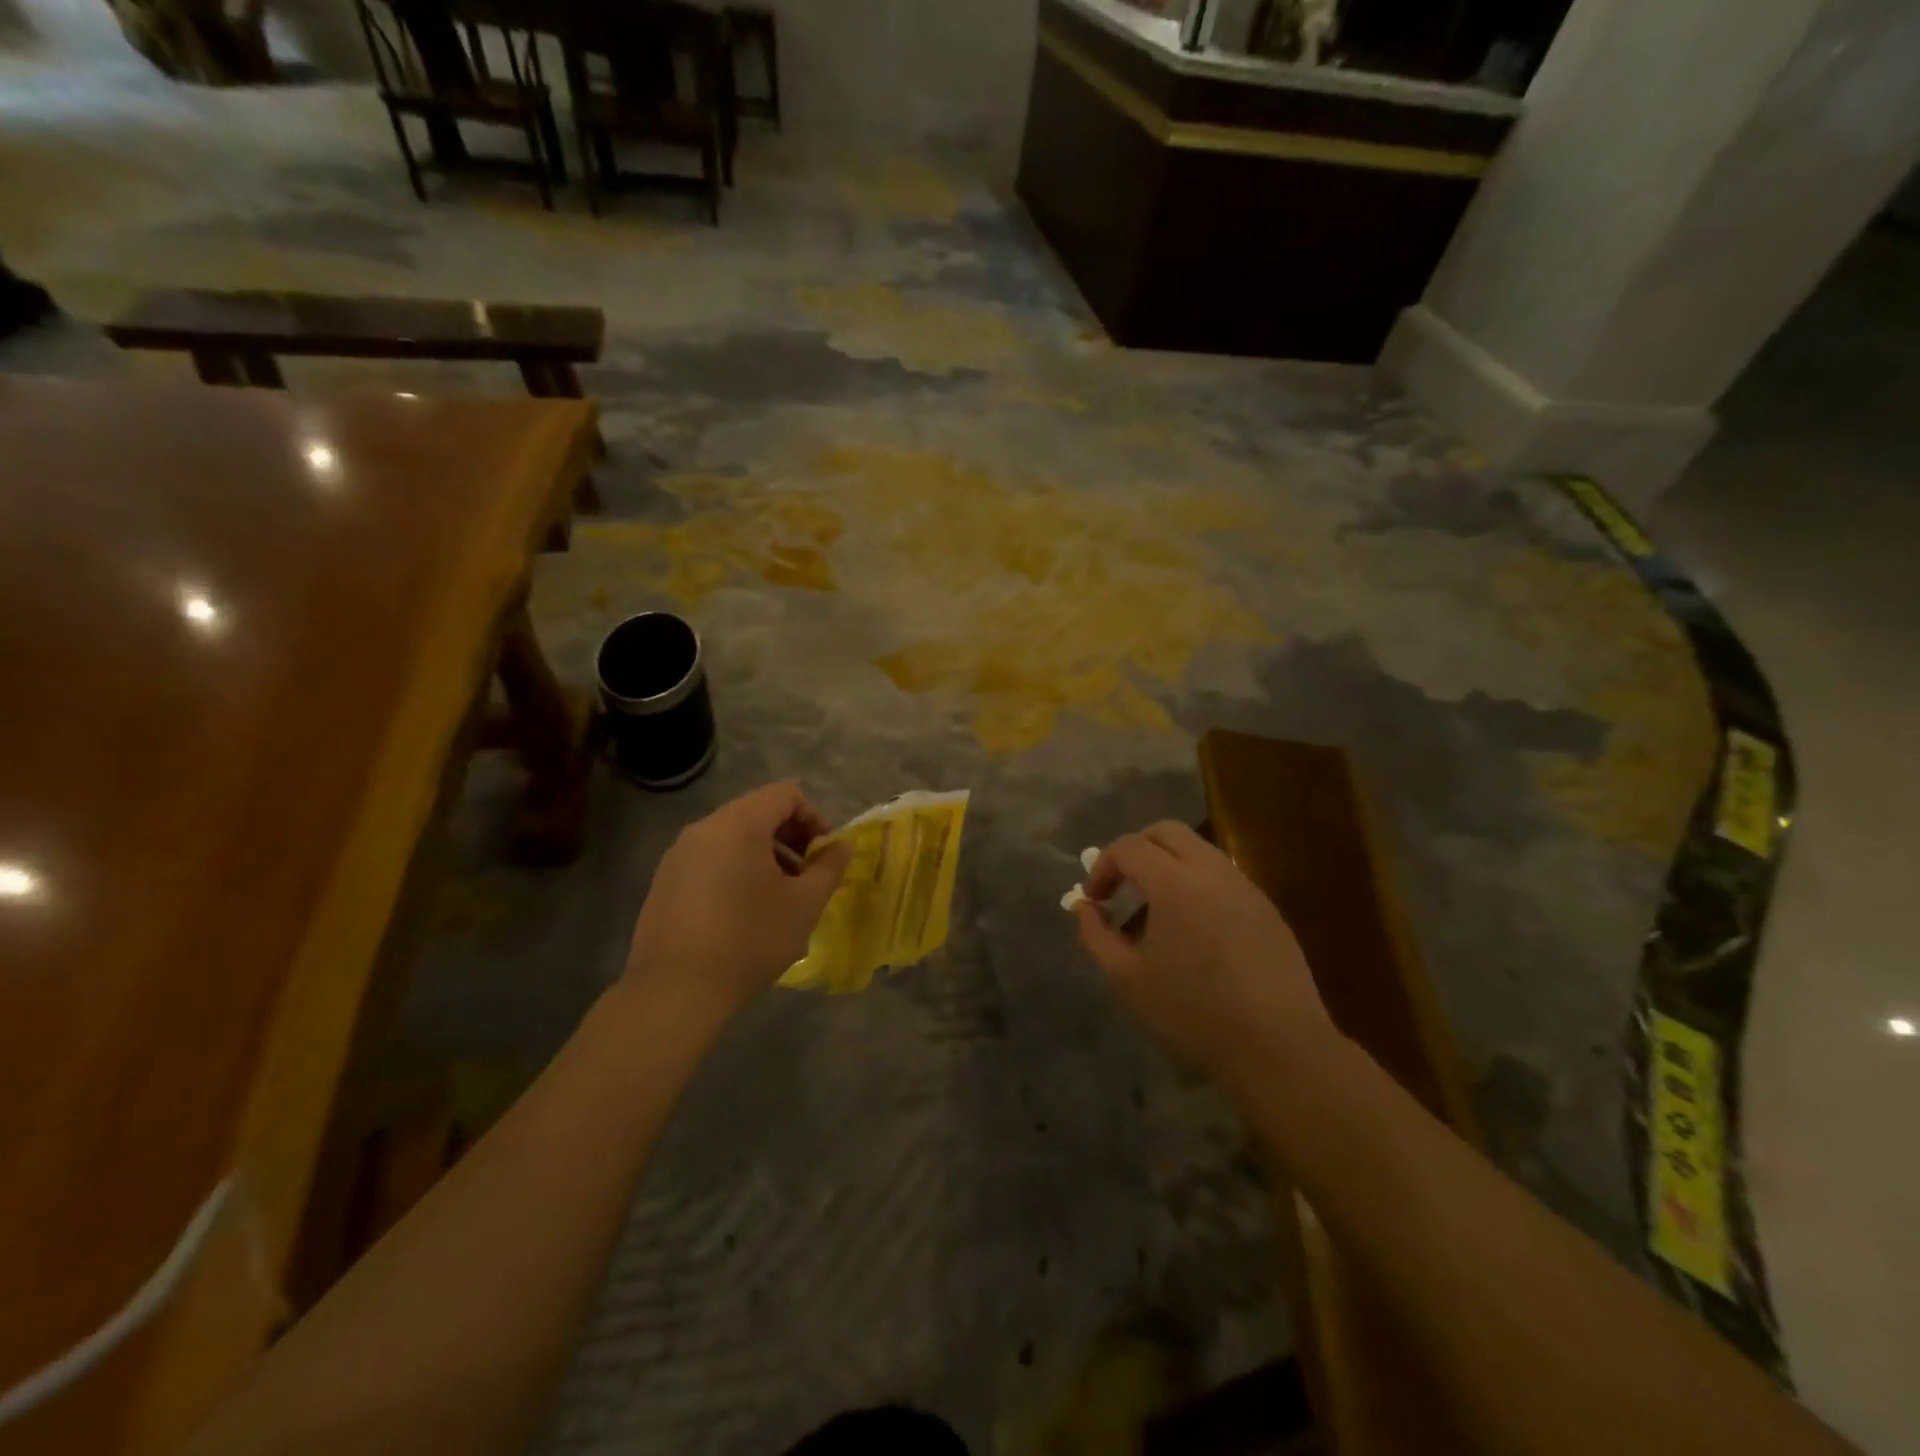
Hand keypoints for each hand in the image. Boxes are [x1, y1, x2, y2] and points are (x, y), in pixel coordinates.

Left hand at [624, 782, 851, 1021]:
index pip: (785, 794)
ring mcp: (679, 855)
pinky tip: (744, 914)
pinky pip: (710, 860)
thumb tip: (842, 846)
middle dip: (791, 838)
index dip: (814, 817)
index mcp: (739, 824)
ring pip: (733, 838)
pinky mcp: (665, 882)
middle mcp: (704, 828)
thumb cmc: (750, 939)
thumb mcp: (804, 904)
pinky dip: (736, 871)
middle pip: (757, 812)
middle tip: (807, 876)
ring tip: (779, 897)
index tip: (824, 854)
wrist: (676, 991)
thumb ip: (829, 867)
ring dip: (765, 856)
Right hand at [1075, 821, 1333, 1088]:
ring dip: (1169, 867)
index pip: (1129, 847)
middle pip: (1167, 832)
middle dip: (1136, 851)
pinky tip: (1193, 932)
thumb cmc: (1193, 1011)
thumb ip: (1095, 934)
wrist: (1278, 1045)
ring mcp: (1245, 887)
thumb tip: (1085, 908)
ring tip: (1155, 913)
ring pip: (1198, 851)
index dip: (1103, 867)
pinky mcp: (1267, 908)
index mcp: (1175, 881)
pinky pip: (1222, 878)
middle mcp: (1212, 871)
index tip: (1094, 900)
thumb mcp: (1127, 978)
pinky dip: (1197, 886)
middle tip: (1122, 888)